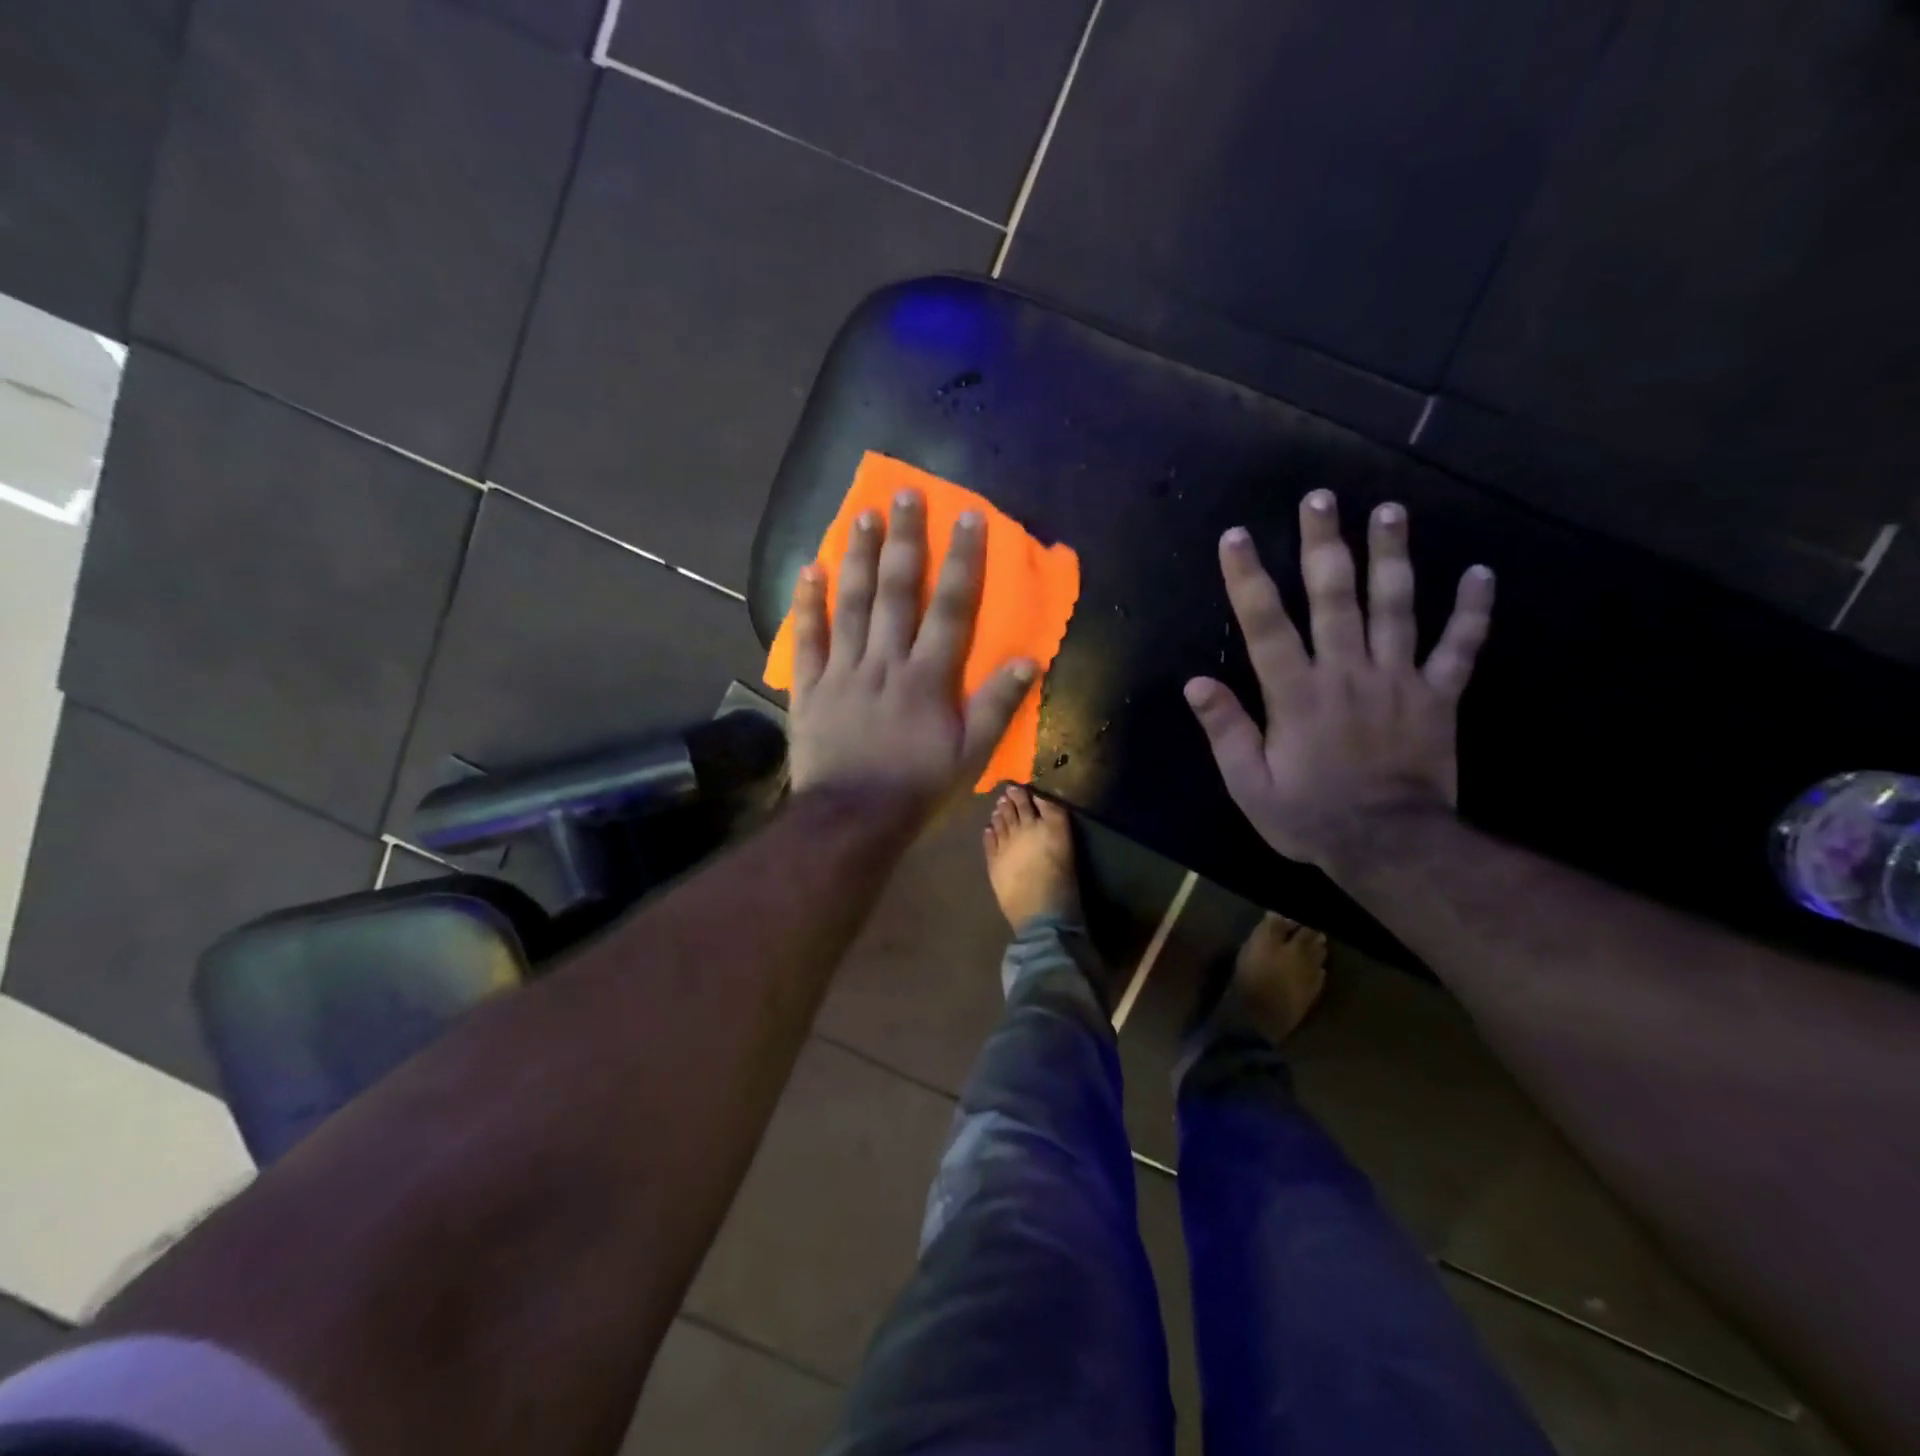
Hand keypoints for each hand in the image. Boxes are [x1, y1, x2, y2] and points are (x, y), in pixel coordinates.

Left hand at [787, 489, 1036, 821]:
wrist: (851, 820)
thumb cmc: (916, 788)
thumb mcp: (970, 756)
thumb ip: (997, 707)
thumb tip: (1029, 661)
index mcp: (927, 677)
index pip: (951, 608)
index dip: (963, 562)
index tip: (968, 517)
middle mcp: (885, 661)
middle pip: (898, 592)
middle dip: (905, 541)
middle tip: (907, 494)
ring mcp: (843, 671)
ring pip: (852, 604)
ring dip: (860, 557)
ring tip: (864, 515)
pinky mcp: (810, 687)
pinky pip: (806, 639)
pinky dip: (807, 604)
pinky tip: (810, 569)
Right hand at [1184, 490, 1494, 870]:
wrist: (1391, 847)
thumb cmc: (1310, 816)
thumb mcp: (1249, 785)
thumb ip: (1226, 731)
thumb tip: (1195, 683)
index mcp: (1297, 694)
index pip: (1266, 626)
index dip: (1248, 579)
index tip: (1236, 536)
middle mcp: (1347, 673)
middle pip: (1334, 598)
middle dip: (1324, 545)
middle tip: (1321, 497)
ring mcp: (1398, 680)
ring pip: (1397, 607)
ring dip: (1392, 556)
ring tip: (1390, 511)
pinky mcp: (1438, 696)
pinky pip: (1459, 648)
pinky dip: (1472, 612)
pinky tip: (1481, 573)